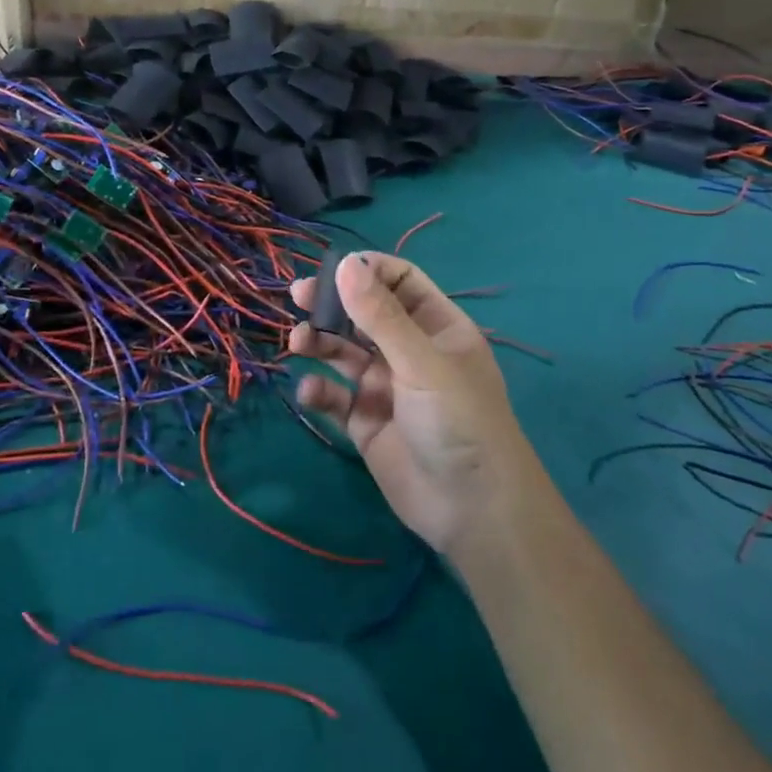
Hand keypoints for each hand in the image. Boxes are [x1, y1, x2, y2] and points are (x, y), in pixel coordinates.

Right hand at [289, 253, 545, 554]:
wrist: (473, 509)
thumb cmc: (459, 421)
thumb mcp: (421, 362)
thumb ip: (380, 315)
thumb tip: (345, 262)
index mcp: (437, 327)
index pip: (400, 281)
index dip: (367, 270)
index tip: (332, 268)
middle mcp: (410, 351)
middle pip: (365, 313)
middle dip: (333, 303)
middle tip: (298, 296)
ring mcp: (387, 387)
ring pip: (345, 352)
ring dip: (321, 343)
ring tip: (298, 342)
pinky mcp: (367, 422)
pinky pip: (337, 396)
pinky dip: (321, 390)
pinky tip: (311, 391)